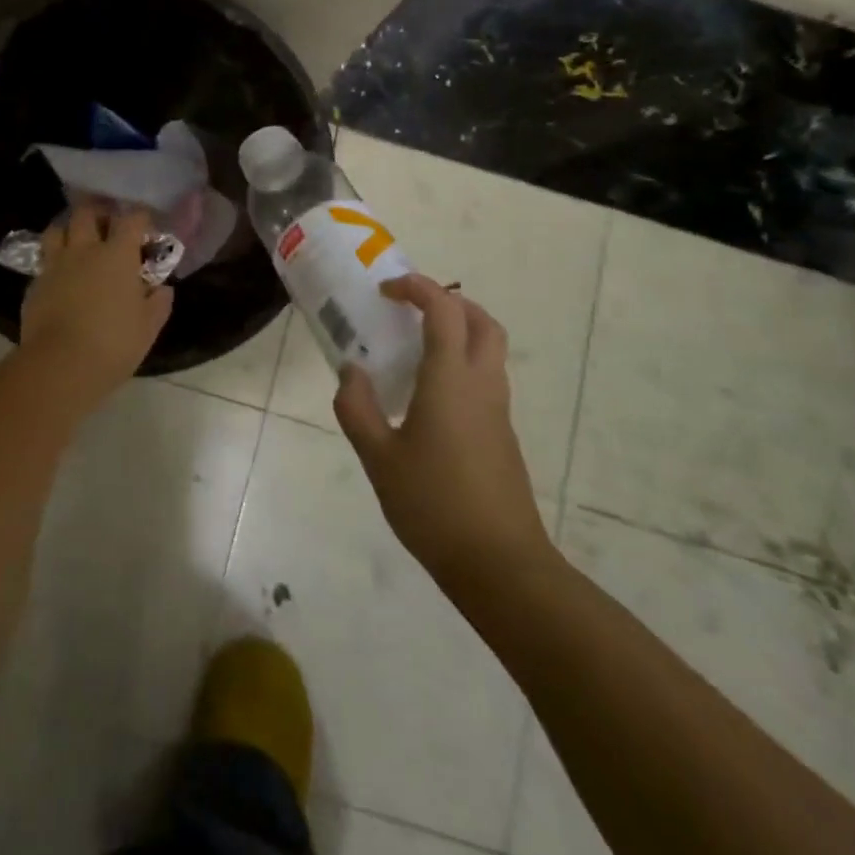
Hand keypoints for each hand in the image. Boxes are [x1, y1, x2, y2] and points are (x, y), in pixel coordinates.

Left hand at [19, 203, 174, 395]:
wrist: (59, 365)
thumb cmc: (113, 344)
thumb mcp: (148, 328)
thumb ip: (158, 303)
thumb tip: (162, 289)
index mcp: (117, 255)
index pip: (132, 219)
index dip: (140, 217)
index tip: (146, 226)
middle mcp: (84, 250)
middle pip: (87, 212)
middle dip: (99, 212)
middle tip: (107, 224)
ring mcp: (55, 265)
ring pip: (57, 229)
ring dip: (69, 229)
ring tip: (77, 240)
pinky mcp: (34, 284)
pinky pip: (44, 261)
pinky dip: (54, 261)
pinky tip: (60, 276)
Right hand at [335, 275, 553, 592]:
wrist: (500, 565)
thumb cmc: (433, 505)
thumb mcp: (378, 457)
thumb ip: (357, 408)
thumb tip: (351, 371)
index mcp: (451, 380)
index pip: (444, 310)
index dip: (418, 288)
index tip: (387, 290)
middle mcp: (482, 385)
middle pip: (482, 321)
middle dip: (449, 302)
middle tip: (411, 310)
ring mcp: (498, 411)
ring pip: (489, 350)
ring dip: (459, 331)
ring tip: (414, 348)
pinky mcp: (502, 436)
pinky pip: (485, 379)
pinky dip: (461, 364)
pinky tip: (428, 396)